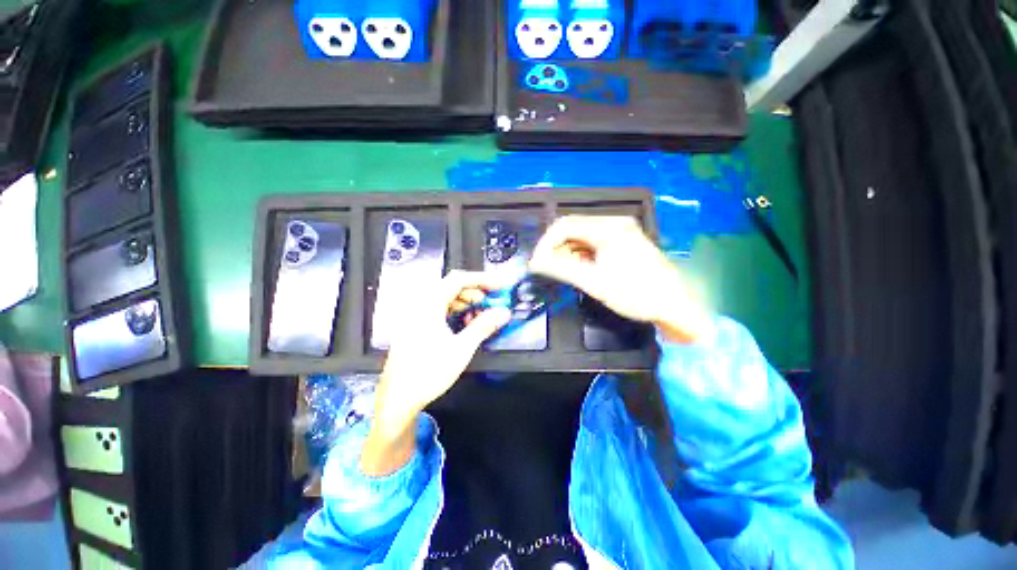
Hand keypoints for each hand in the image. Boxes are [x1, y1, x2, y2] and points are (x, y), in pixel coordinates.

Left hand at [361, 271, 511, 475]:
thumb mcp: (461, 348)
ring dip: (467, 303)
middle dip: (476, 292)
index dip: (482, 279)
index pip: (459, 279)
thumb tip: (503, 312)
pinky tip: (466, 325)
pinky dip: (456, 312)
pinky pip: (440, 310)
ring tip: (481, 315)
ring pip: (447, 298)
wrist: (398, 398)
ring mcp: (417, 315)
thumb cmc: (428, 372)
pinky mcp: (417, 325)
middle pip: (452, 287)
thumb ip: (484, 326)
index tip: (500, 285)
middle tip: (492, 302)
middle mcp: (421, 305)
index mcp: (429, 305)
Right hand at [529, 216, 711, 343]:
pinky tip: (577, 268)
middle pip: (572, 228)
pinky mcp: (621, 241)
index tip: (536, 263)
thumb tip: (535, 263)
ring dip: (566, 252)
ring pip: (580, 236)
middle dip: (555, 248)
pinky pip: (591, 243)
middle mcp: (614, 223)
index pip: (564, 226)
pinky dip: (579, 254)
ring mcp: (619, 231)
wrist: (675, 306)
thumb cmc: (636, 295)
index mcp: (608, 228)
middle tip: (545, 269)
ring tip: (560, 272)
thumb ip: (562, 269)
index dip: (545, 244)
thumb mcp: (595, 283)